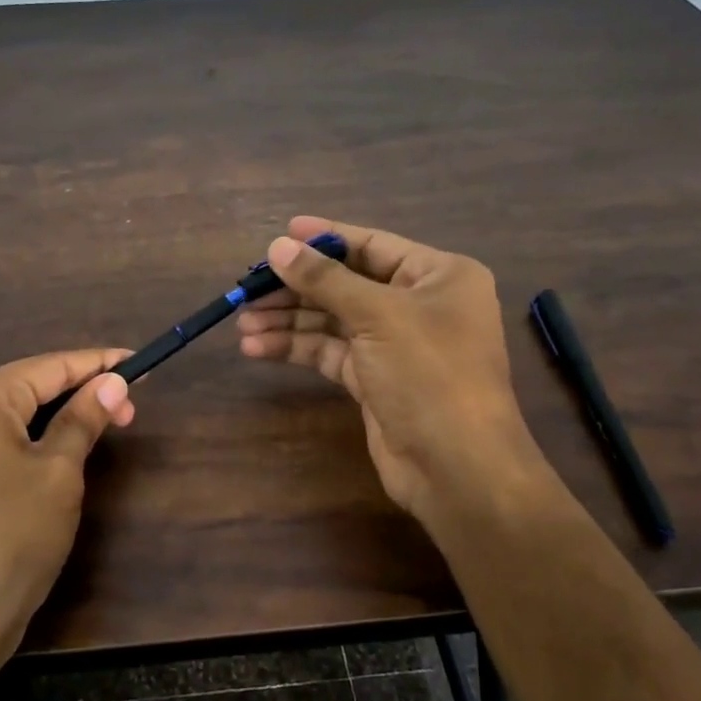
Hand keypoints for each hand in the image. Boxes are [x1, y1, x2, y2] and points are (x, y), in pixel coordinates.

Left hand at [0, 349, 135, 680]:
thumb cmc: (10, 538)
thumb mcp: (58, 473)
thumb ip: (84, 419)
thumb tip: (113, 381)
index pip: (49, 366)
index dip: (98, 364)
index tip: (140, 362)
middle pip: (28, 387)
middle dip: (80, 393)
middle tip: (130, 409)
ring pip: (12, 416)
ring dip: (58, 418)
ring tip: (103, 427)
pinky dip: (31, 441)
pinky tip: (59, 450)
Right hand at [237, 215, 546, 535]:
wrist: (457, 467)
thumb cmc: (430, 374)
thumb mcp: (378, 316)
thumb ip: (325, 280)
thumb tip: (277, 246)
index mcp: (438, 276)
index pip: (372, 245)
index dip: (325, 239)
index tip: (281, 233)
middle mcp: (419, 304)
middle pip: (346, 284)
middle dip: (297, 287)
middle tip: (248, 288)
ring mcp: (395, 344)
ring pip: (333, 320)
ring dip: (288, 319)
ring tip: (243, 321)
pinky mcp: (374, 379)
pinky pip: (329, 352)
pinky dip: (296, 348)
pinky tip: (257, 347)